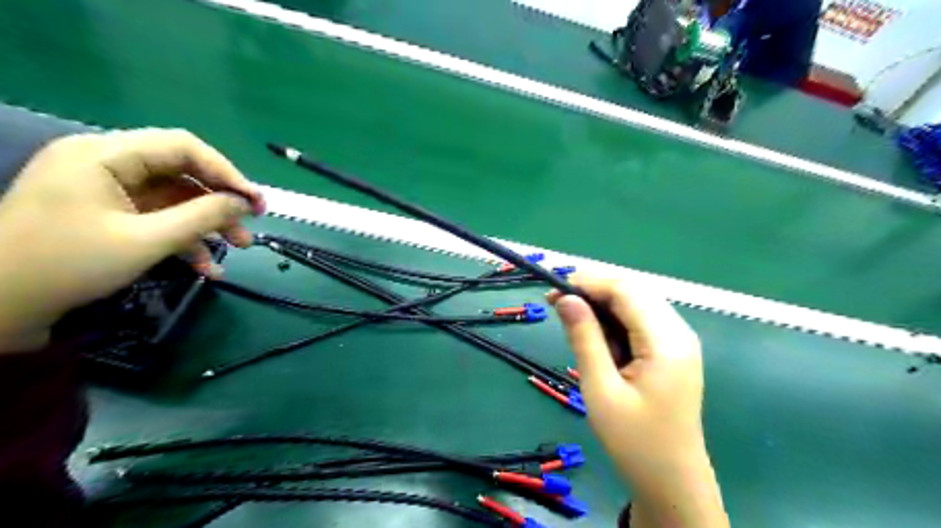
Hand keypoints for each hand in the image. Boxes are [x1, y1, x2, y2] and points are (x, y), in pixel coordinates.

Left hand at [1, 128, 268, 351]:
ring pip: (174, 198)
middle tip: (251, 225)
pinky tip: (205, 267)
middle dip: (220, 202)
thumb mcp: (147, 240)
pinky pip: (157, 218)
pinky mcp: (107, 215)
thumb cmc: (68, 264)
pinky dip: (184, 239)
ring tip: (238, 248)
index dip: (226, 172)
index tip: (255, 201)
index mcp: (106, 154)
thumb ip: (202, 216)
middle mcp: (106, 163)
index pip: (183, 147)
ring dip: (208, 223)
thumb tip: (245, 203)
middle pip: (182, 173)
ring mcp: (106, 190)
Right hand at [553, 275, 725, 527]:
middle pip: (633, 291)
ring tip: (572, 324)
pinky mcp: (671, 351)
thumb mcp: (601, 389)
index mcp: (667, 341)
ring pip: (636, 304)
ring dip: (602, 307)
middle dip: (593, 291)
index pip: (626, 290)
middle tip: (557, 305)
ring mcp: (678, 341)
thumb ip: (584, 338)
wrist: (671, 481)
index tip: (552, 292)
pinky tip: (596, 339)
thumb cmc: (634, 441)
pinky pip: (640, 321)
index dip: (588, 283)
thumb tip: (565, 298)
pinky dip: (614, 322)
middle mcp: (678, 332)